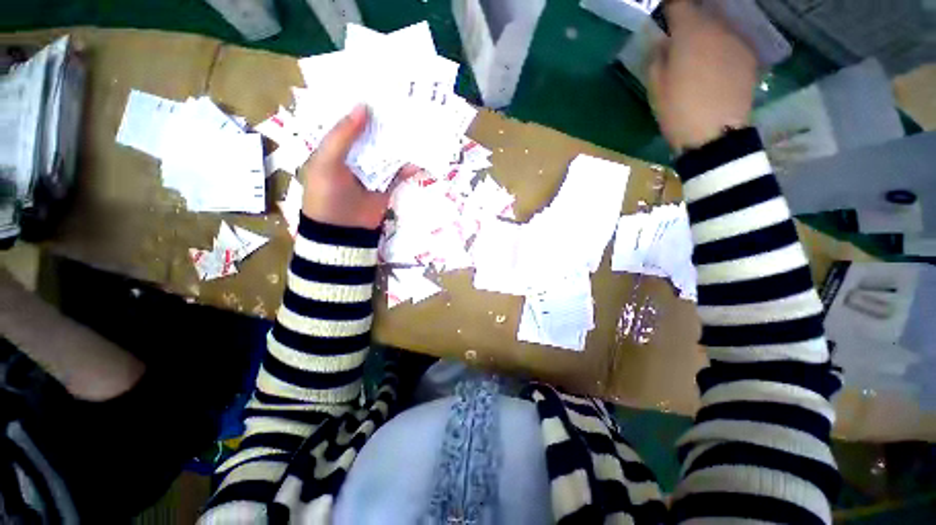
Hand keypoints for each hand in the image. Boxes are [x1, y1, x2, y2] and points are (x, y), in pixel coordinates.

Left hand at [300, 105, 416, 229]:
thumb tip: (363, 106)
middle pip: (372, 134)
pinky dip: (409, 167)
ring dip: (399, 141)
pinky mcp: (387, 186)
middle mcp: (355, 156)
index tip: (377, 86)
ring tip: (416, 123)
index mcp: (335, 147)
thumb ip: (342, 135)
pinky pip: (399, 173)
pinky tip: (420, 158)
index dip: (360, 104)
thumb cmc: (327, 195)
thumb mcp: (326, 162)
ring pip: (387, 152)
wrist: (343, 231)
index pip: (348, 120)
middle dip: (385, 121)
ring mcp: (373, 171)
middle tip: (403, 101)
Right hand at [649, 0, 757, 151]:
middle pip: (703, 10)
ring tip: (698, 50)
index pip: (678, 3)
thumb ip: (658, 57)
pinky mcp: (749, 56)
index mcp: (690, 32)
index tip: (664, 13)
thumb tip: (663, 42)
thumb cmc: (677, 111)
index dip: (670, 6)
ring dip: (707, 31)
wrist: (715, 134)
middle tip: (679, 35)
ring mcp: (737, 40)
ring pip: (719, 25)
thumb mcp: (656, 86)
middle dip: (690, 18)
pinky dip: (721, 45)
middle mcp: (718, 27)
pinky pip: (732, 40)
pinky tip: (715, 63)